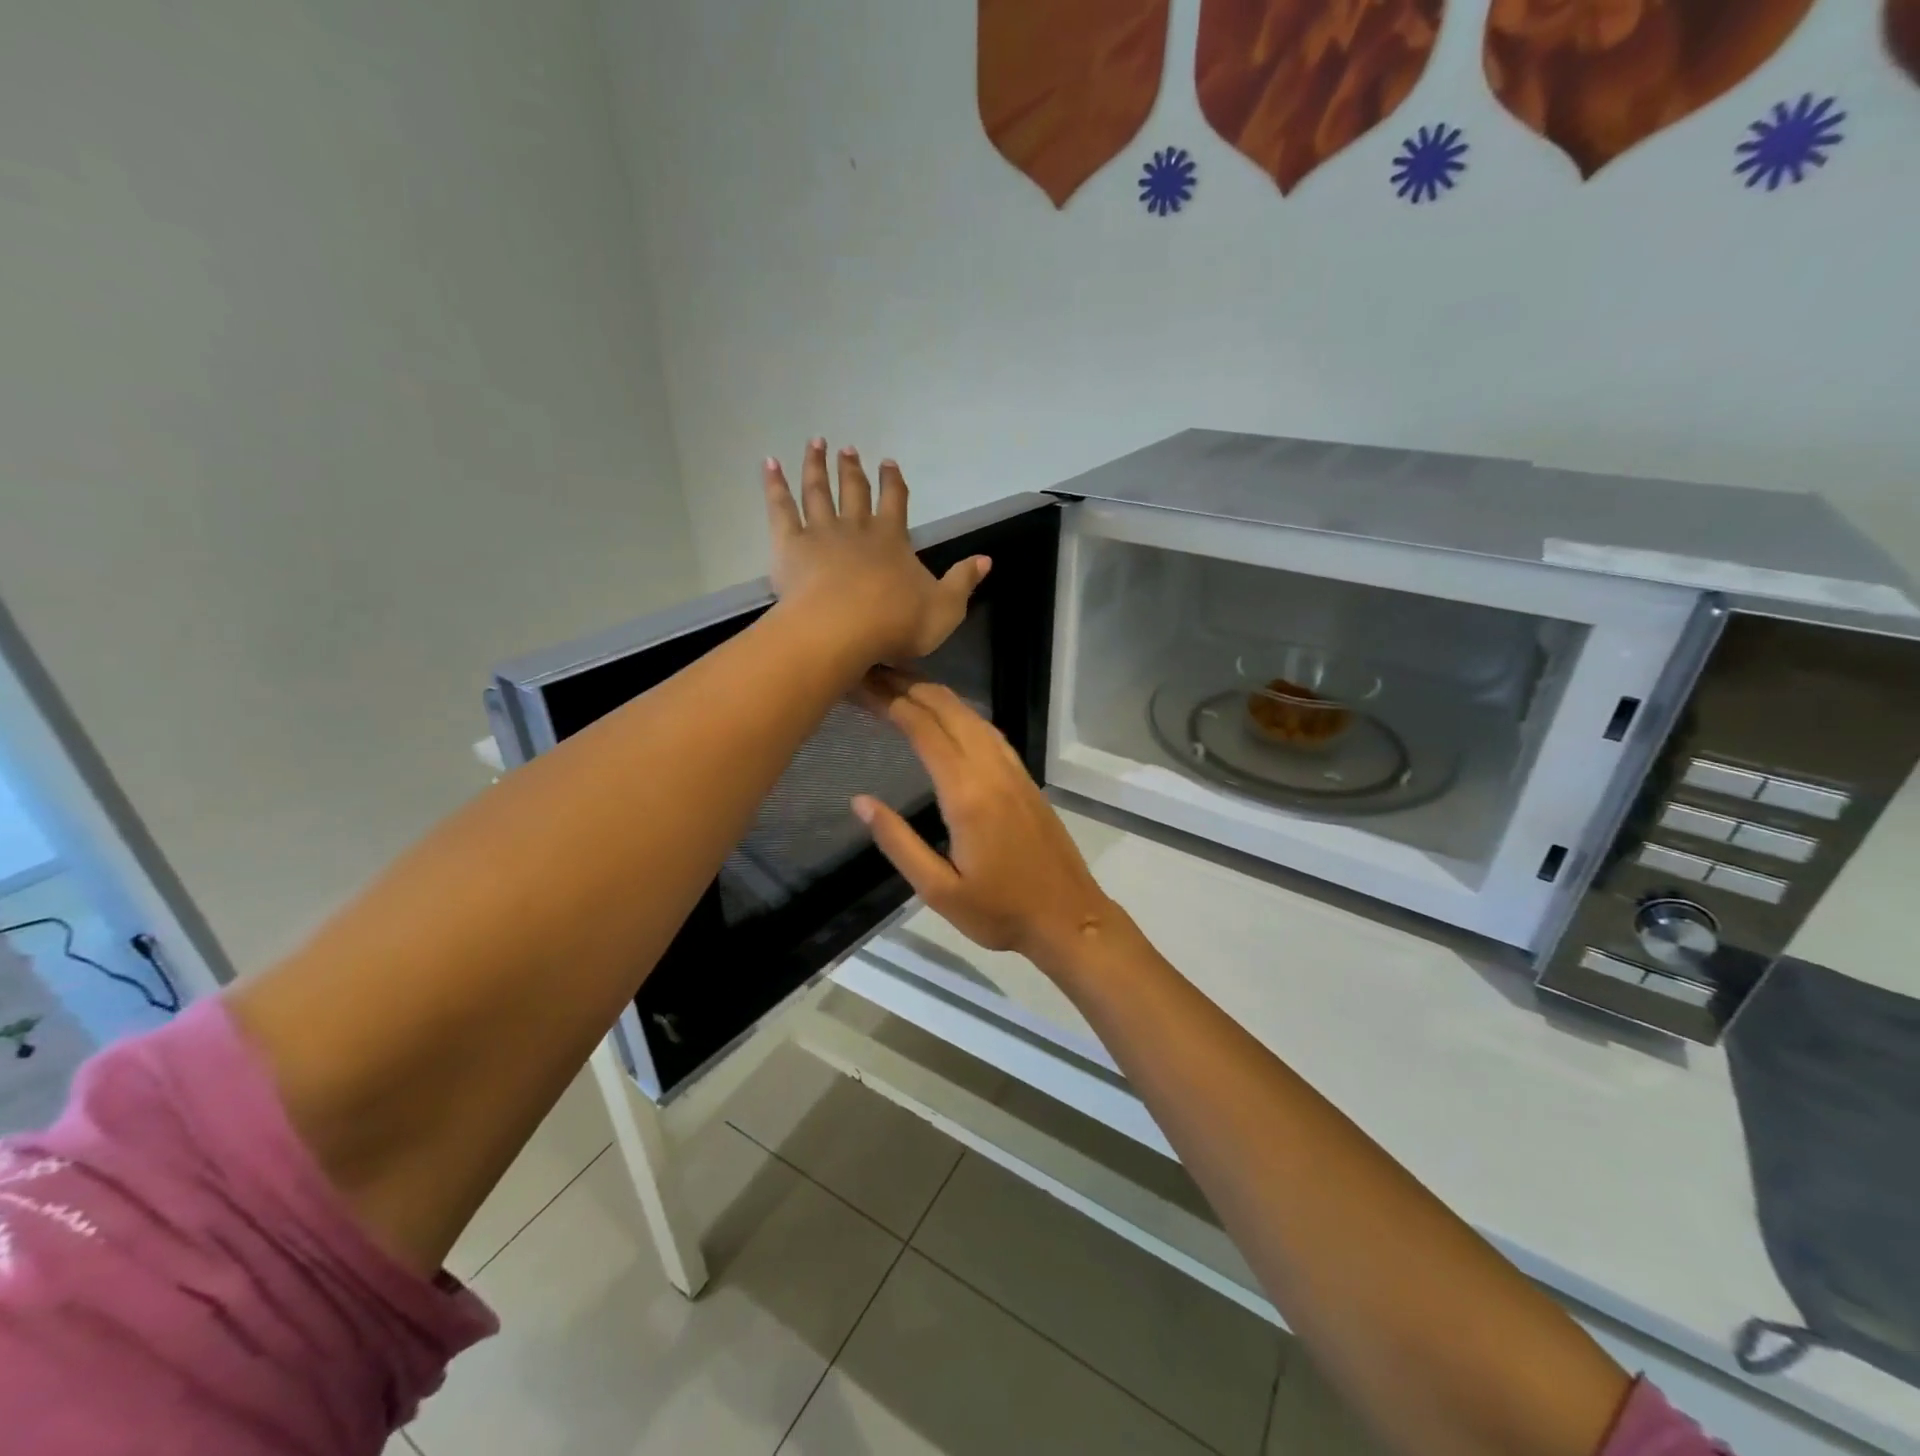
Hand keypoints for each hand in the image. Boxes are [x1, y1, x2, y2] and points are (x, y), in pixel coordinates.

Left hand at [764, 440, 989, 666]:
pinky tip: (769, 463)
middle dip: (853, 469)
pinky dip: (774, 484)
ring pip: (818, 491)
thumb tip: (986, 559)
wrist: (842, 631)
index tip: (890, 462)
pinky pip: (780, 508)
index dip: (894, 482)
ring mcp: (821, 533)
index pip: (896, 502)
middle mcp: (857, 528)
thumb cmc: (895, 623)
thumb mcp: (945, 609)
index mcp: (893, 540)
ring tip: (815, 443)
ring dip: (817, 466)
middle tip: (848, 448)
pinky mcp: (790, 545)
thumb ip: (963, 582)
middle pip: (855, 491)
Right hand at [851, 674, 1120, 969]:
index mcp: (967, 794)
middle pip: (949, 711)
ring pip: (973, 716)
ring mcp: (1013, 772)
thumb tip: (860, 801)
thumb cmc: (999, 912)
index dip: (891, 702)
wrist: (1068, 918)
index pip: (924, 730)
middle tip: (874, 674)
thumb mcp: (938, 890)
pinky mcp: (1026, 780)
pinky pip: (990, 732)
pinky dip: (962, 713)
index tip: (862, 684)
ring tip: (903, 686)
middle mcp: (991, 770)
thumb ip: (898, 842)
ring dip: (937, 696)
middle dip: (910, 687)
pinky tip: (949, 717)